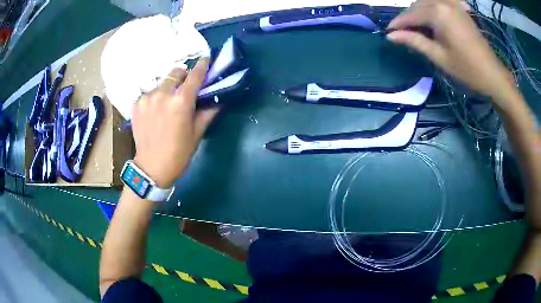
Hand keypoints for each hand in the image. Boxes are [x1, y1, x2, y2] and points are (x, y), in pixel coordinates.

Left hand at [131, 58, 218, 187]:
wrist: (151, 168)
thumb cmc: (179, 153)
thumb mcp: (197, 133)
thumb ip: (208, 112)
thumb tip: (218, 99)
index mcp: (181, 102)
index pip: (195, 75)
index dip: (202, 65)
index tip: (206, 59)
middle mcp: (163, 94)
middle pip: (175, 72)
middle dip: (182, 76)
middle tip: (184, 87)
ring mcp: (147, 98)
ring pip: (161, 83)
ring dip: (167, 87)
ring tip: (166, 103)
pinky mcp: (136, 104)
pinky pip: (149, 93)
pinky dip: (154, 98)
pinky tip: (155, 111)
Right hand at [386, 0, 515, 100]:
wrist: (492, 74)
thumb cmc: (466, 69)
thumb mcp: (438, 56)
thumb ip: (414, 41)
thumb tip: (391, 36)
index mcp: (437, 12)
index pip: (410, 14)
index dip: (398, 23)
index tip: (388, 32)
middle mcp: (443, 2)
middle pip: (418, 5)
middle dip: (409, 18)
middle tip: (403, 33)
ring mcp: (453, 4)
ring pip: (427, 2)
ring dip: (419, 12)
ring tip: (417, 28)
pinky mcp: (460, 9)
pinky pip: (440, 3)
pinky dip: (432, 8)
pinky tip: (433, 18)